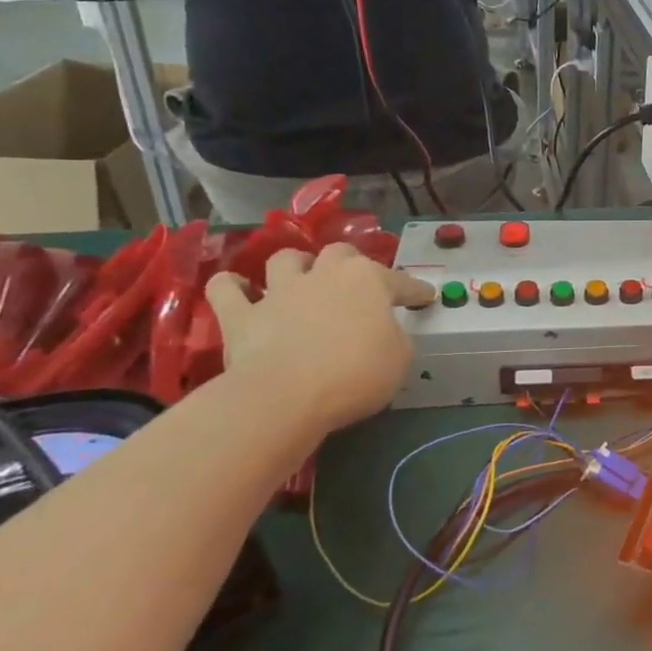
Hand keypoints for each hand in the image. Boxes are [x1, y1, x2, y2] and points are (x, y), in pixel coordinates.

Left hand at [205, 244, 432, 433]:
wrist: (285, 397)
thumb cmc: (356, 373)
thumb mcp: (400, 358)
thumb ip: (395, 337)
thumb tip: (383, 334)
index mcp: (370, 280)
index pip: (403, 281)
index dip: (416, 291)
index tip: (425, 299)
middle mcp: (325, 274)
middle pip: (340, 253)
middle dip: (350, 264)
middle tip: (357, 285)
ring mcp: (279, 292)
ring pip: (286, 260)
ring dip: (296, 266)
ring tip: (301, 279)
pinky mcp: (240, 316)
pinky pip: (226, 289)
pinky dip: (232, 287)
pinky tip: (239, 290)